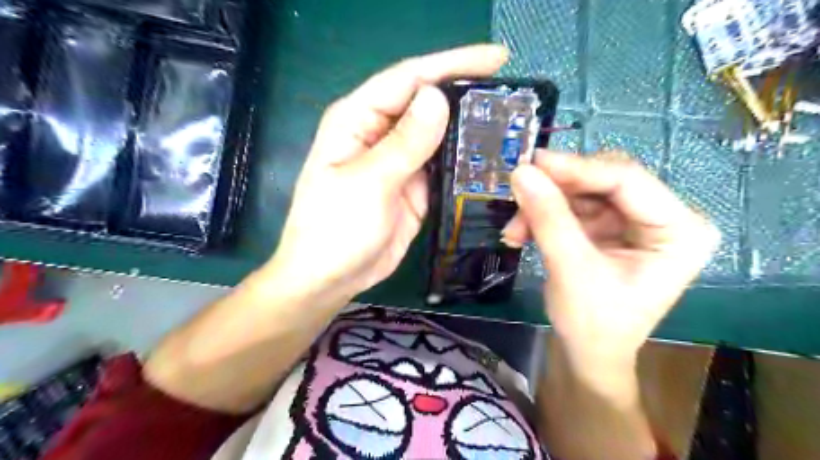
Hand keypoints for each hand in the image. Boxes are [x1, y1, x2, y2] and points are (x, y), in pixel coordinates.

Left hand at [262, 43, 510, 301]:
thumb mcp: (368, 184)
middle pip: (427, 102)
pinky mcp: (413, 186)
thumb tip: (437, 98)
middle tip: (513, 93)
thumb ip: (404, 144)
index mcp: (357, 120)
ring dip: (469, 128)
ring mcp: (399, 161)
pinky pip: (444, 166)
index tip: (497, 60)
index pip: (407, 79)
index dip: (451, 64)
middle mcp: (379, 133)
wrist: (330, 278)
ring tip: (511, 122)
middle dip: (466, 93)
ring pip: (439, 134)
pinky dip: (465, 161)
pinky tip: (491, 159)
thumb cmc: (334, 231)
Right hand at [503, 154, 718, 386]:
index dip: (576, 167)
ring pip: (581, 191)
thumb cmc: (593, 324)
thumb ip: (548, 218)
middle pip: (604, 179)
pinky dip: (544, 216)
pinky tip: (521, 233)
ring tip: (514, 230)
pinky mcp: (610, 227)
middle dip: (556, 190)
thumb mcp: (571, 270)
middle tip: (518, 194)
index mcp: (680, 230)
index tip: (531, 162)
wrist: (589, 354)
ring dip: (544, 206)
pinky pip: (572, 206)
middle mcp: (664, 217)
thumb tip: (521, 171)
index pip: (627, 180)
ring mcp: (635, 221)